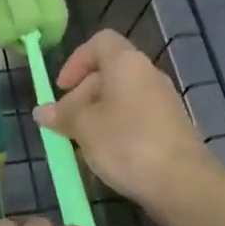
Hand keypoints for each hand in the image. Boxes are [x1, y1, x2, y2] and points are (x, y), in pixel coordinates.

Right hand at [35, 30, 217, 221]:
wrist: (183, 182)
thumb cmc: (127, 143)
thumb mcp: (84, 128)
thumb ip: (62, 116)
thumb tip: (41, 111)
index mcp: (126, 63)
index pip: (99, 42)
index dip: (76, 61)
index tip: (61, 88)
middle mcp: (147, 74)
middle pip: (108, 72)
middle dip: (81, 95)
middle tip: (64, 125)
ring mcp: (163, 101)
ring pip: (120, 98)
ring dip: (96, 116)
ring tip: (80, 144)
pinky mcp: (170, 127)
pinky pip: (135, 117)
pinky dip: (116, 129)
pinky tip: (105, 156)